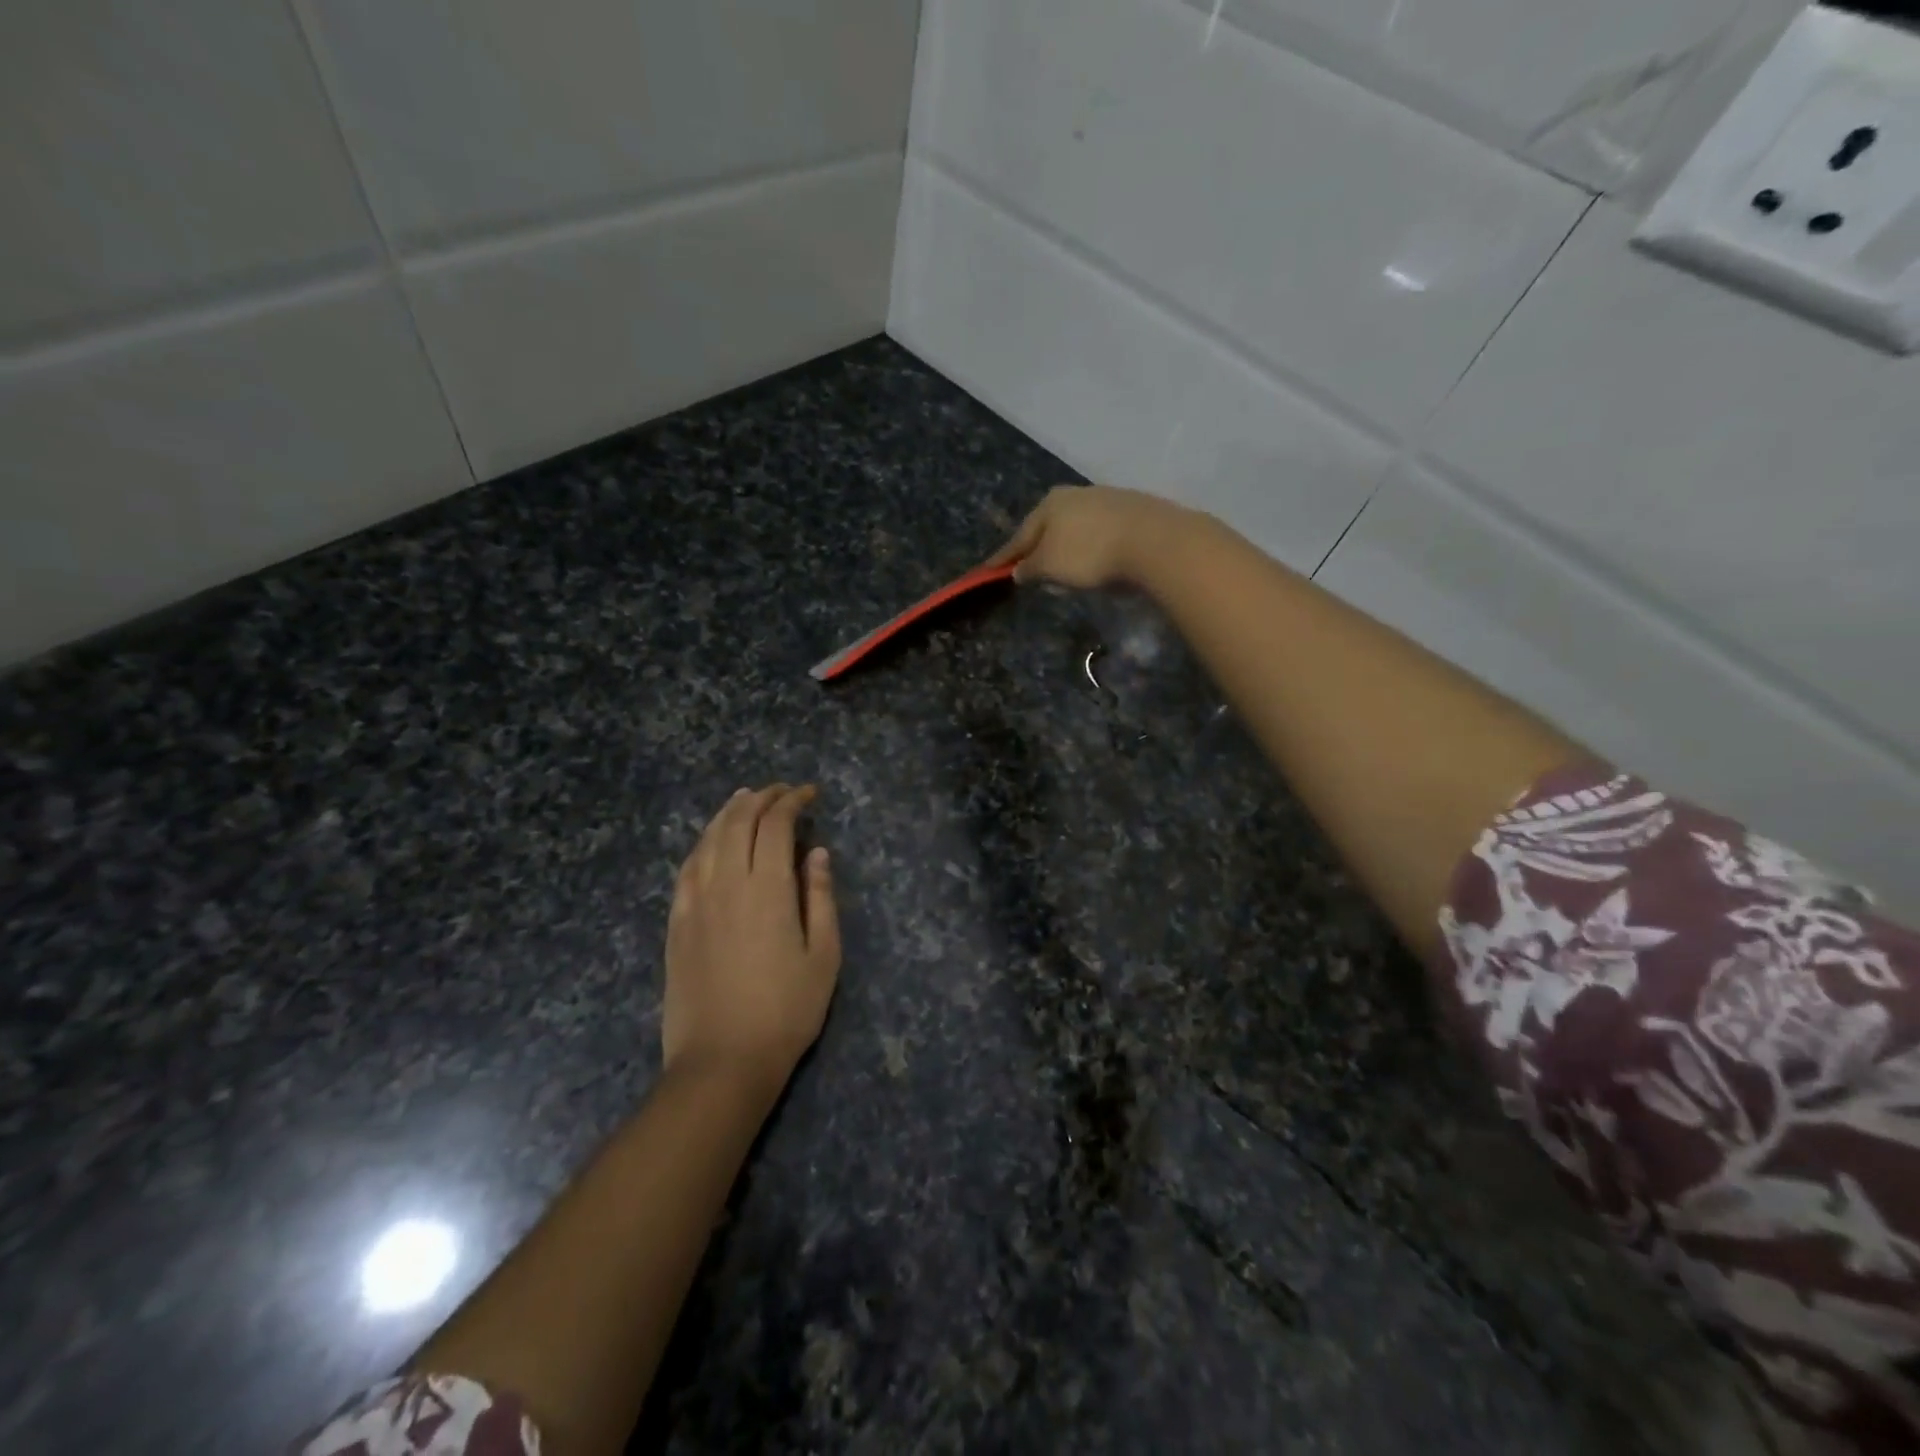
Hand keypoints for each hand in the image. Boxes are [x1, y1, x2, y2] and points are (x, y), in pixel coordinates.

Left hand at [664, 785, 840, 1096]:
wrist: (722, 1061)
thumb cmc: (786, 1011)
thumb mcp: (824, 955)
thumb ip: (820, 897)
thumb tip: (817, 853)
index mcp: (766, 888)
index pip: (775, 825)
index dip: (792, 801)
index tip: (809, 794)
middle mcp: (726, 883)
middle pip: (738, 822)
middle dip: (761, 798)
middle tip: (781, 791)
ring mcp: (694, 902)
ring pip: (708, 839)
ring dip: (728, 812)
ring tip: (744, 799)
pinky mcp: (676, 923)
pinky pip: (687, 868)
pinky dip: (702, 843)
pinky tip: (710, 841)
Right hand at [987, 484, 1197, 589]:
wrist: (1154, 541)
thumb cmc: (1090, 553)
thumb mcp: (1051, 566)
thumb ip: (1030, 568)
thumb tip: (1018, 570)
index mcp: (1050, 503)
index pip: (1020, 535)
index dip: (1005, 556)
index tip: (988, 570)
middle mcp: (1076, 494)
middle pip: (1049, 526)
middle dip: (1038, 546)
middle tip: (1028, 567)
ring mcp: (1107, 499)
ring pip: (1076, 527)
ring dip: (1067, 546)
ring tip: (1063, 568)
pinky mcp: (1133, 511)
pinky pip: (1100, 532)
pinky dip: (1091, 546)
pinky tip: (1095, 559)